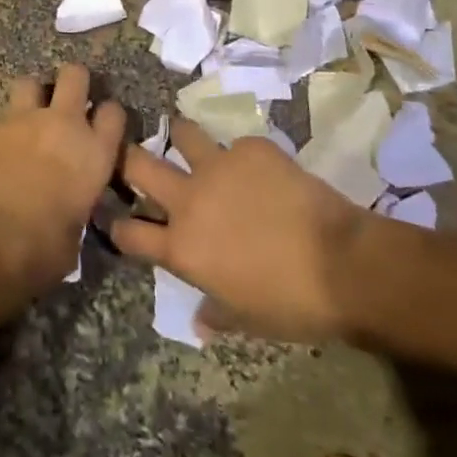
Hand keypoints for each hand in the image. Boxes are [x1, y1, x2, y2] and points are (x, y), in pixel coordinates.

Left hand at [0, 63, 125, 300]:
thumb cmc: (43, 248)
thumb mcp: (76, 231)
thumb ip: (78, 203)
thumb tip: (70, 203)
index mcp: (94, 152)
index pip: (113, 112)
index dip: (108, 115)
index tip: (101, 124)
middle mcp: (64, 124)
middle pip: (75, 75)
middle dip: (73, 81)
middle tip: (67, 100)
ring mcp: (25, 120)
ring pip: (31, 82)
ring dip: (33, 96)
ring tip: (29, 116)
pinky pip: (2, 116)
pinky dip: (4, 129)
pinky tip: (0, 149)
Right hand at [113, 121, 397, 343]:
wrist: (340, 263)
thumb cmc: (290, 304)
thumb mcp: (247, 320)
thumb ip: (216, 313)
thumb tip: (200, 322)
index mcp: (182, 247)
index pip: (130, 233)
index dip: (118, 227)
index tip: (116, 219)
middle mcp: (189, 199)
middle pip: (139, 165)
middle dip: (126, 158)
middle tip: (130, 157)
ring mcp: (219, 166)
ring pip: (183, 134)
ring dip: (182, 138)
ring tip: (187, 140)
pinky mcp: (251, 148)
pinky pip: (237, 145)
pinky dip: (242, 156)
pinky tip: (260, 168)